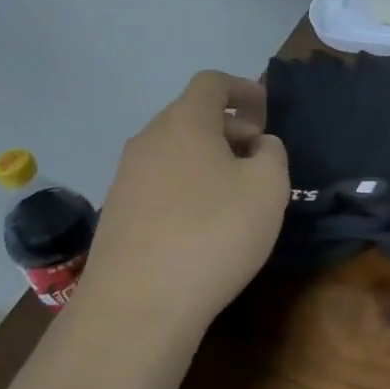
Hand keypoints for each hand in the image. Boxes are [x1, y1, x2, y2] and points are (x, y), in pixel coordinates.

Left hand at [80, 71, 288, 331]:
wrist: (138, 305)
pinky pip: (160, 184)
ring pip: (175, 152)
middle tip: (260, 158)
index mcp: (184, 122)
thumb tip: (258, 146)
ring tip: (236, 195)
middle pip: (192, 117)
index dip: (243, 89)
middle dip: (230, 129)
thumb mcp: (269, 188)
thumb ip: (272, 154)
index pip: (211, 83)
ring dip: (208, 161)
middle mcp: (148, 140)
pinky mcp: (117, 214)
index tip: (266, 112)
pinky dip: (187, 188)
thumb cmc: (213, 233)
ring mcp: (125, 178)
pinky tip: (204, 225)